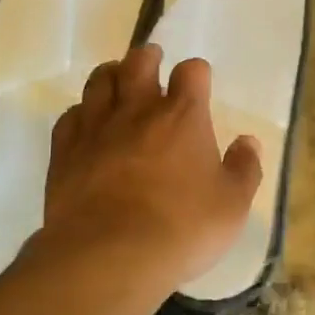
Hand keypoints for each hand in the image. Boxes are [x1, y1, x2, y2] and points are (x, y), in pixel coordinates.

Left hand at [30, 44, 262, 295]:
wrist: (108, 257)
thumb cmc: (181, 229)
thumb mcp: (232, 206)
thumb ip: (244, 169)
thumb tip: (248, 141)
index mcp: (184, 116)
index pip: (192, 72)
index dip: (196, 73)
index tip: (198, 83)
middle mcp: (138, 110)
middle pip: (139, 62)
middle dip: (148, 57)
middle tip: (152, 61)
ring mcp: (97, 128)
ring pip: (100, 81)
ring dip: (111, 75)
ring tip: (118, 80)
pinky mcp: (65, 152)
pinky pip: (70, 117)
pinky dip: (81, 113)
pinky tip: (86, 123)